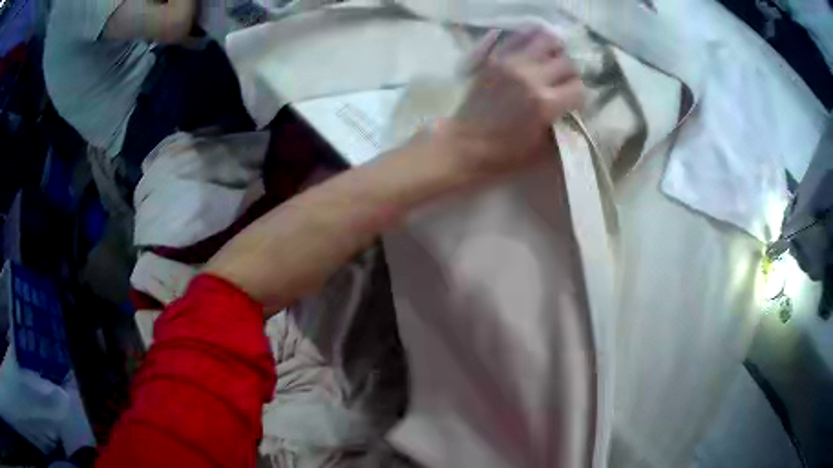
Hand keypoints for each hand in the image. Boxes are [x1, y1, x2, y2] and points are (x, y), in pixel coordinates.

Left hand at [440, 28, 584, 174]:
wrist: (465, 143)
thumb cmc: (504, 153)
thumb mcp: (542, 148)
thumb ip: (562, 126)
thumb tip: (572, 110)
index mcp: (546, 104)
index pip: (580, 89)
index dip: (581, 97)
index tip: (574, 102)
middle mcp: (532, 78)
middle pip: (567, 63)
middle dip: (571, 74)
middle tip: (564, 82)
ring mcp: (512, 64)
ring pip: (546, 41)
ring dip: (555, 51)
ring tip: (552, 60)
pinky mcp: (495, 58)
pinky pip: (519, 36)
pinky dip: (531, 37)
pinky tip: (534, 47)